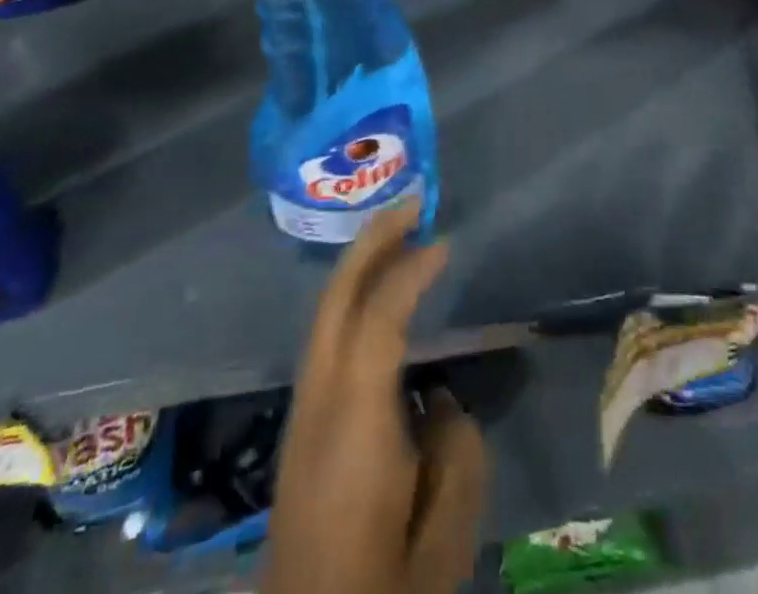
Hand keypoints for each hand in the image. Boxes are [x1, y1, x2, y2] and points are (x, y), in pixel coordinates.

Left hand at [264, 200, 488, 593]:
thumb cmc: (382, 590)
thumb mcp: (443, 542)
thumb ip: (456, 454)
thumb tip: (441, 401)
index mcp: (353, 424)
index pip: (377, 319)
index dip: (409, 272)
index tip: (444, 243)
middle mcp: (318, 403)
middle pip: (336, 297)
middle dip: (371, 240)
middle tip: (412, 202)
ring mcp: (302, 413)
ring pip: (326, 313)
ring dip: (361, 265)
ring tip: (401, 236)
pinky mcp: (301, 427)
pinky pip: (328, 337)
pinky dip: (354, 299)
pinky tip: (380, 300)